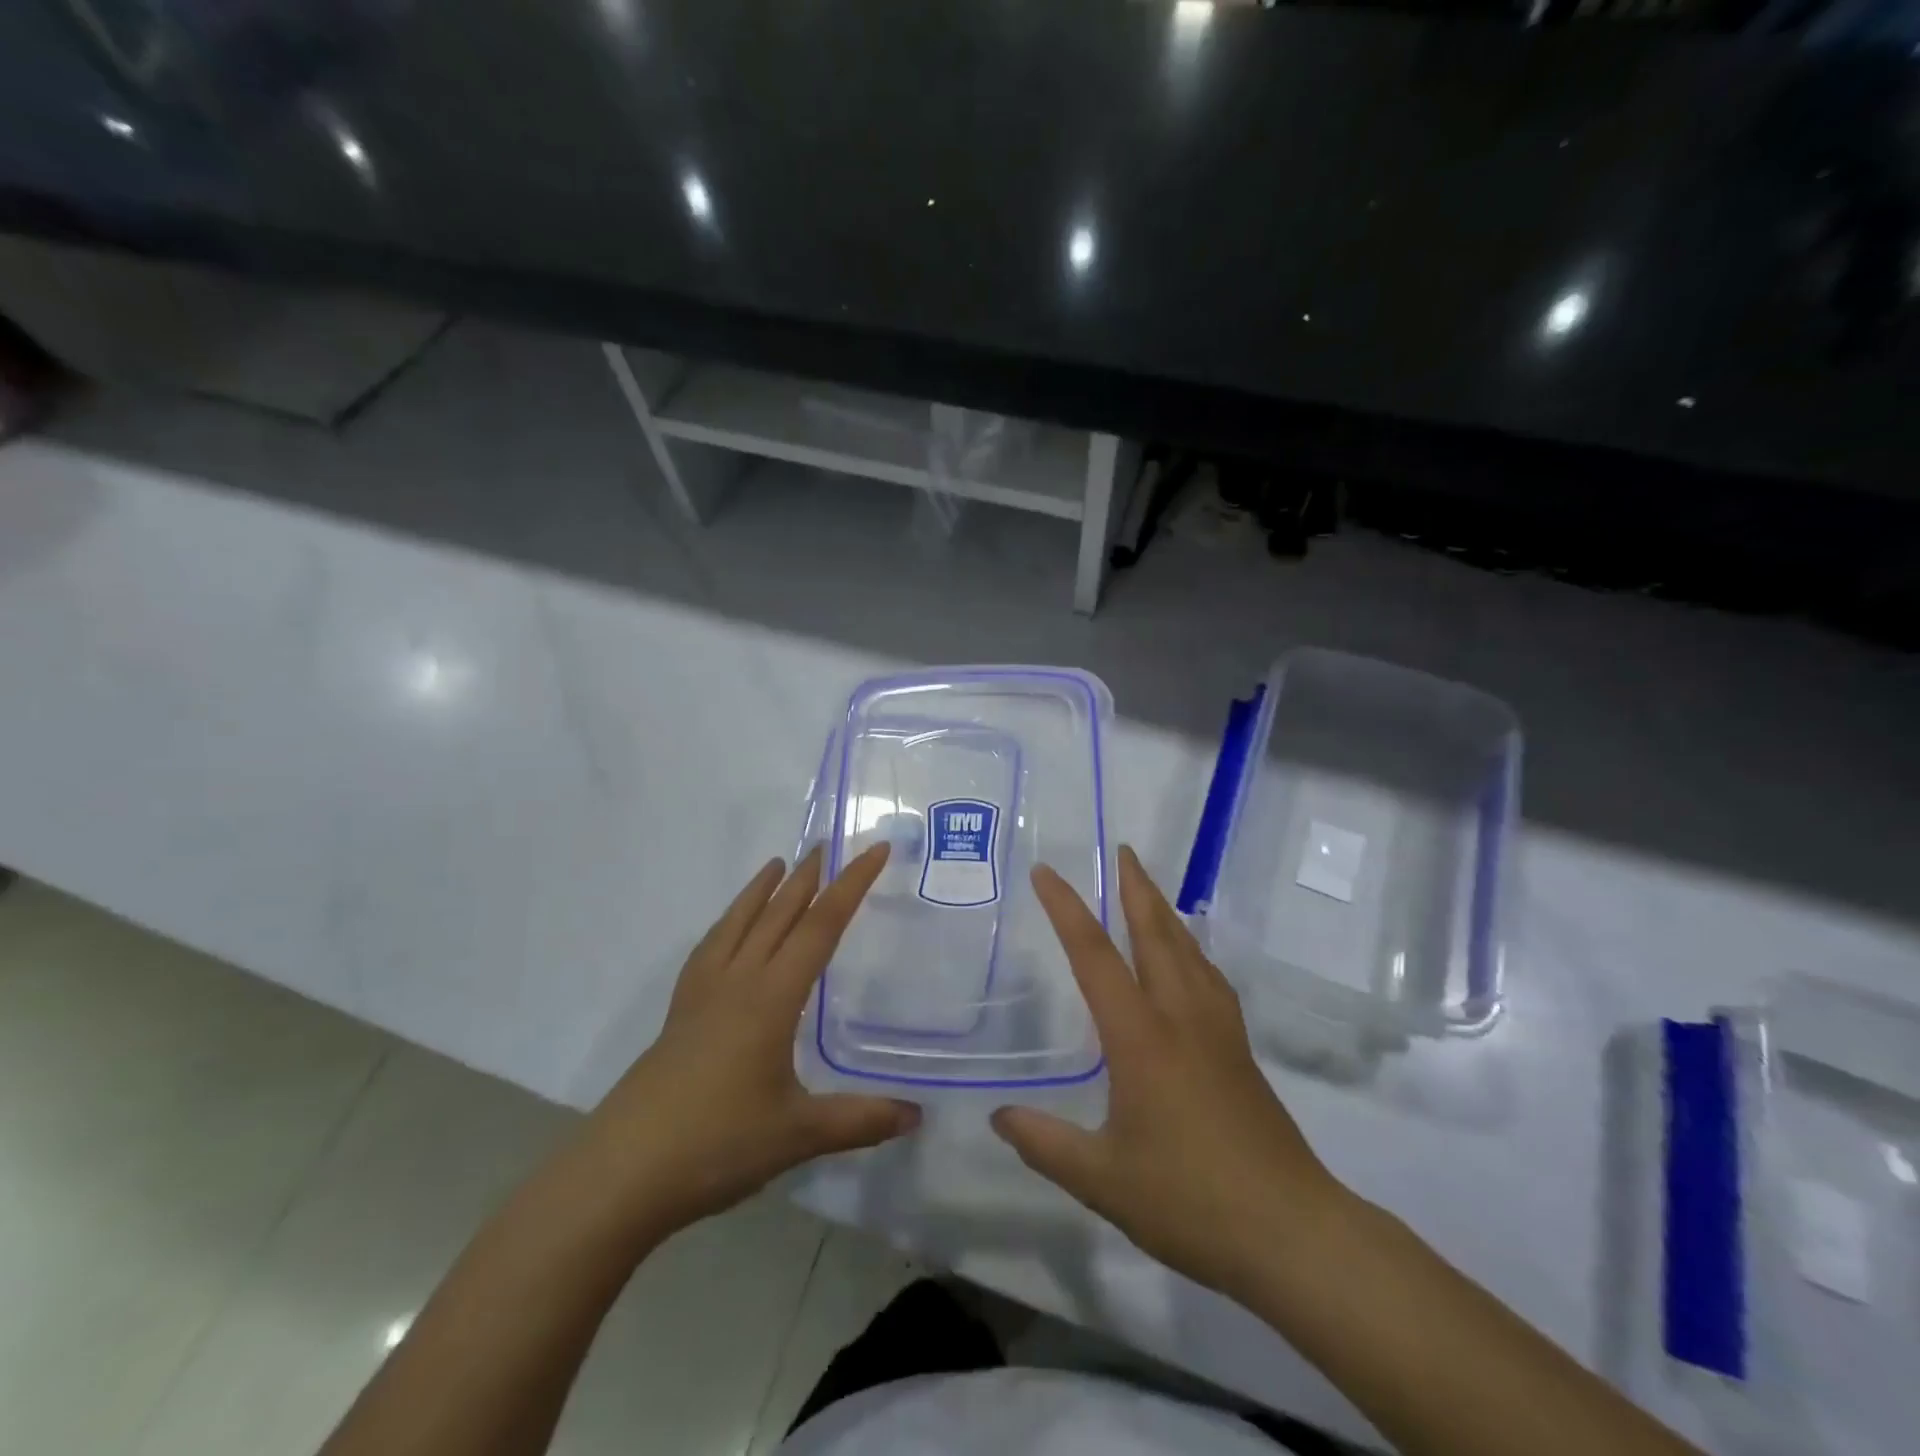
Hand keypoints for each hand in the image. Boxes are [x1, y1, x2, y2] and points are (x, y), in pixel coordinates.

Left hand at [580, 844, 918, 1240]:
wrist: (621, 1173)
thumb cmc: (716, 1145)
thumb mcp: (798, 1135)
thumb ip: (860, 1121)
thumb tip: (918, 1116)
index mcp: (772, 998)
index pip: (821, 927)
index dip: (851, 886)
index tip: (874, 851)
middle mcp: (737, 982)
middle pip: (778, 914)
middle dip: (807, 877)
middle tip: (827, 844)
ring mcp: (702, 996)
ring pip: (738, 924)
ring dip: (761, 891)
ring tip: (776, 864)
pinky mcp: (678, 1014)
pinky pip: (709, 949)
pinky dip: (727, 924)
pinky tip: (728, 931)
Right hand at [991, 846, 1345, 1297]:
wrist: (1291, 1232)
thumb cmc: (1190, 1201)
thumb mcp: (1102, 1180)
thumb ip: (1045, 1143)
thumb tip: (999, 1116)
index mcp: (1141, 1036)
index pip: (1095, 956)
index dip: (1067, 909)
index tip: (1046, 873)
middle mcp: (1181, 1017)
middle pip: (1156, 934)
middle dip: (1135, 887)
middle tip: (1122, 850)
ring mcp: (1217, 1031)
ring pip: (1189, 951)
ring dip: (1165, 912)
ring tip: (1149, 890)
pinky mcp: (1239, 1051)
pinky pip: (1210, 978)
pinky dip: (1192, 950)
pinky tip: (1188, 961)